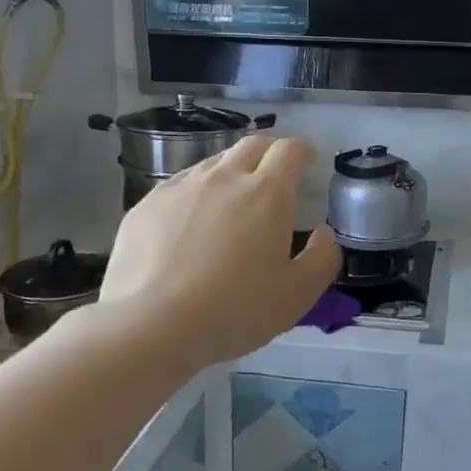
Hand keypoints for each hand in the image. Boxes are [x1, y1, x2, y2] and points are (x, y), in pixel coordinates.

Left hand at [95, 135, 340, 368]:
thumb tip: (323, 235)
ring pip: (213, 163)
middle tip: (274, 175)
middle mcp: (225, 178)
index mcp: (267, 193)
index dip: (302, 152)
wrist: (153, 325)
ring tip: (231, 201)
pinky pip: (179, 186)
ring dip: (231, 172)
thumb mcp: (298, 295)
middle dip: (269, 152)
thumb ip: (322, 259)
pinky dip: (195, 195)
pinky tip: (190, 225)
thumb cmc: (236, 309)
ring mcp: (181, 188)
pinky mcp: (146, 205)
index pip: (290, 151)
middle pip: (252, 145)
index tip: (307, 162)